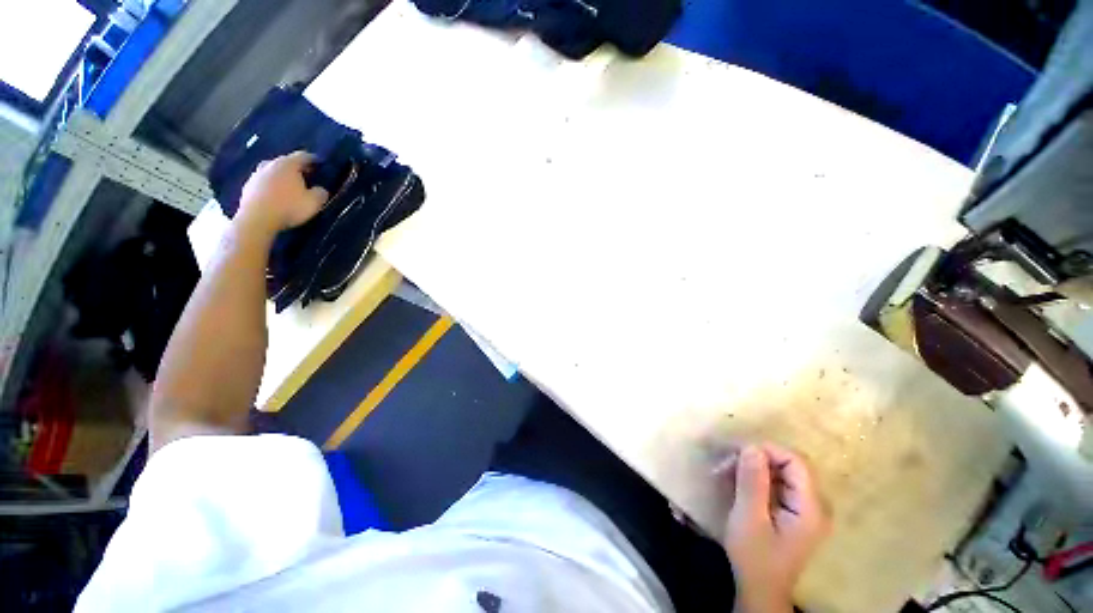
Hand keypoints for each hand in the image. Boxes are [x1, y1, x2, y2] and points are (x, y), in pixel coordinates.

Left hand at [237, 152, 328, 236]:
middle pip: (286, 162)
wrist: (257, 219)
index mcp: (288, 164)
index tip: (321, 164)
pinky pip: (263, 183)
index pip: (303, 156)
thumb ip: (320, 193)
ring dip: (282, 178)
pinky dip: (271, 187)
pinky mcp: (247, 187)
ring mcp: (256, 175)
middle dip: (296, 169)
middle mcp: (270, 164)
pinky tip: (276, 197)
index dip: (314, 160)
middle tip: (306, 178)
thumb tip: (320, 189)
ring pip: (273, 172)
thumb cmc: (289, 207)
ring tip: (290, 188)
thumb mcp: (314, 202)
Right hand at [718, 444, 828, 612]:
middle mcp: (815, 505)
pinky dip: (758, 479)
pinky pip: (779, 484)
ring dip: (755, 468)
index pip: (796, 461)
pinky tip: (739, 484)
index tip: (737, 453)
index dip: (767, 450)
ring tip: (728, 472)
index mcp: (810, 507)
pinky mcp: (795, 512)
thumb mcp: (749, 518)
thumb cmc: (754, 556)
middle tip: (729, 463)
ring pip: (783, 472)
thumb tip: (752, 446)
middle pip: (791, 465)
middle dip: (758, 458)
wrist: (760, 589)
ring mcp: (806, 509)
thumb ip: (753, 482)